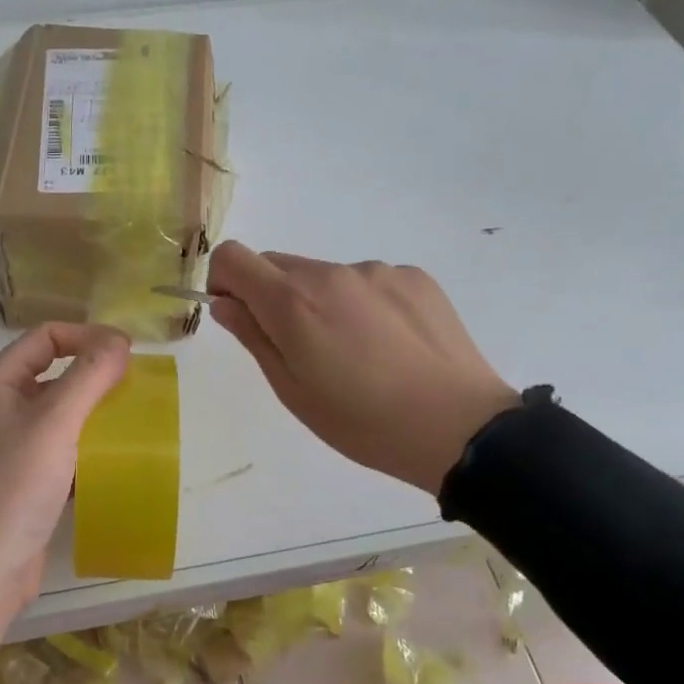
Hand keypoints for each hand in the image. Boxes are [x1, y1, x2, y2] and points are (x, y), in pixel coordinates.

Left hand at [0, 323, 131, 665]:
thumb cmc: (11, 489)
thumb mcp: (54, 424)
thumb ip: (88, 377)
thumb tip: (119, 340)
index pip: (44, 337)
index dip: (86, 335)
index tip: (128, 354)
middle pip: (53, 373)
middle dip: (95, 375)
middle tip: (137, 388)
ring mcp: (9, 449)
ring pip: (60, 416)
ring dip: (95, 415)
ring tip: (135, 423)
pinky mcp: (24, 484)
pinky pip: (61, 452)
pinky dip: (87, 451)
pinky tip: (116, 463)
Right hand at [206, 242, 517, 496]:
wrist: (459, 427)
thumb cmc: (361, 421)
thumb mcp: (291, 390)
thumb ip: (253, 336)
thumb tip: (225, 303)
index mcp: (292, 301)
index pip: (233, 256)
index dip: (224, 280)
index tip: (240, 314)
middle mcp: (331, 273)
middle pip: (278, 264)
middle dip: (272, 296)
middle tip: (300, 347)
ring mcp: (377, 271)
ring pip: (325, 276)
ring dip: (321, 301)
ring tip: (355, 353)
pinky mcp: (414, 277)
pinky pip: (368, 282)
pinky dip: (363, 304)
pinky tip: (388, 345)